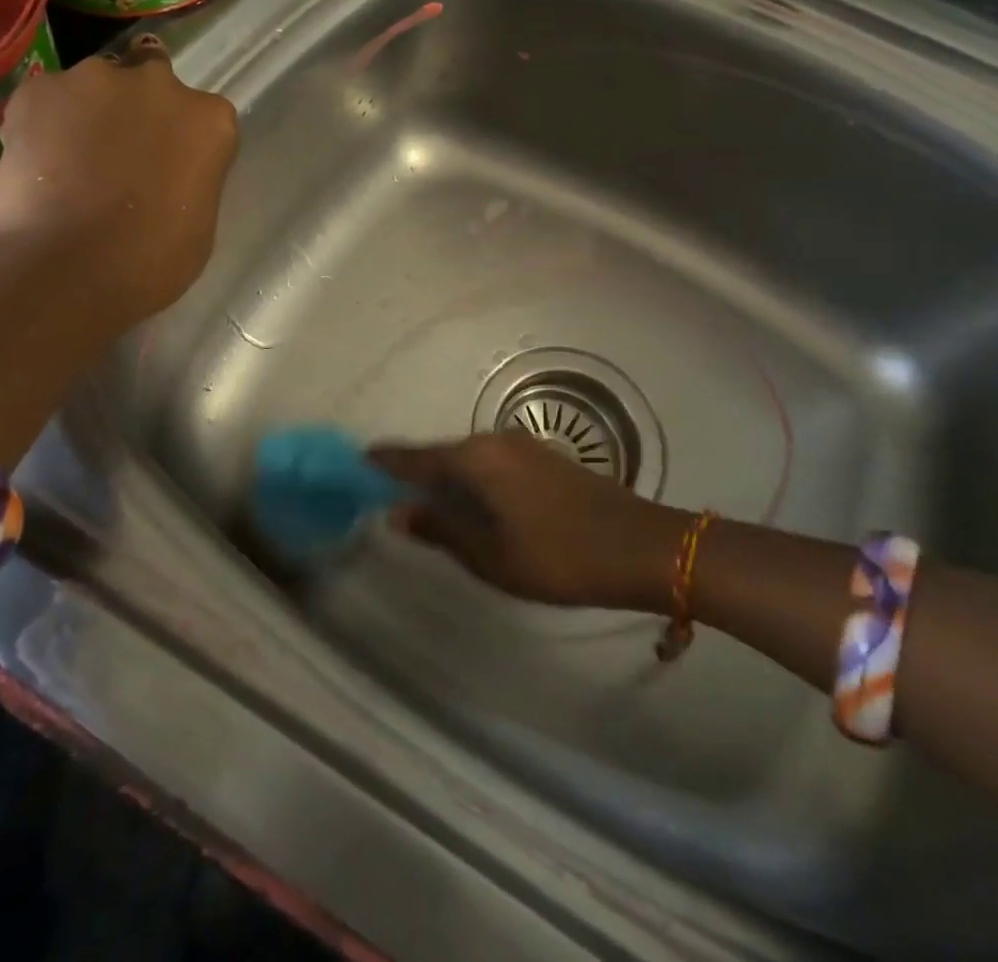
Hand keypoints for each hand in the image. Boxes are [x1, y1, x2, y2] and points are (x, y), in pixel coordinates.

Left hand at [0, 37, 238, 323]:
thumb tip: (164, 172)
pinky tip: (37, 161)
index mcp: (210, 120)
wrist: (68, 268)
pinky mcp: (38, 89)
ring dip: (89, 112)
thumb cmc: (152, 260)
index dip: (181, 138)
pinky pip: (46, 98)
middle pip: (151, 80)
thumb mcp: (199, 219)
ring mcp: (96, 80)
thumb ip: (189, 176)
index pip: (202, 114)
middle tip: (119, 153)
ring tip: (68, 160)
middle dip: (138, 107)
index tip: (167, 166)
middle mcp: (159, 84)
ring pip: (95, 86)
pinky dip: (43, 121)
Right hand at [370, 433, 688, 609]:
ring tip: (424, 503)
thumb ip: (442, 529)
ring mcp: (524, 446)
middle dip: (414, 472)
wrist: (641, 545)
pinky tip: (472, 503)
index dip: (385, 463)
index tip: (356, 464)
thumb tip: (398, 512)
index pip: (417, 458)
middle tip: (385, 493)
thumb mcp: (492, 555)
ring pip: (469, 459)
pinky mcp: (544, 458)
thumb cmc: (559, 556)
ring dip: (446, 477)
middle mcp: (496, 441)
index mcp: (477, 459)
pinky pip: (492, 463)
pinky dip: (473, 479)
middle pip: (442, 453)